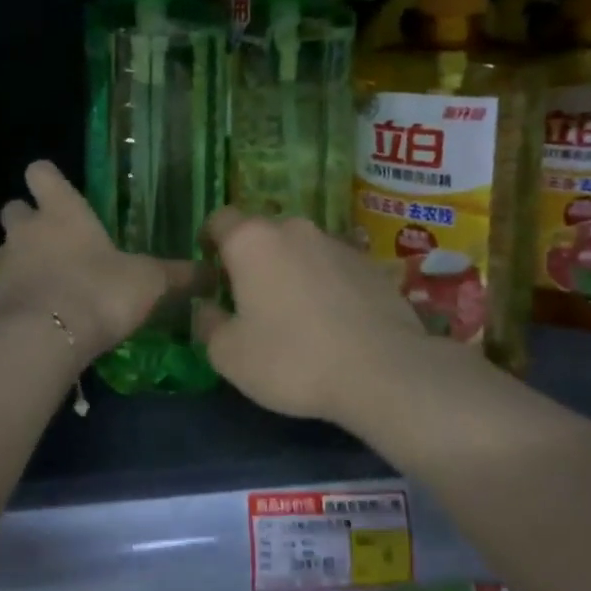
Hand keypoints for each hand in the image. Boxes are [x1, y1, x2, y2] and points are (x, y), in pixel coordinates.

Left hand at [0, 161, 194, 364]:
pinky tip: (25, 325)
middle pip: (13, 209)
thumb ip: (176, 275)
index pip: (42, 173)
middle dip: (27, 221)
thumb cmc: (99, 293)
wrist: (42, 341)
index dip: (47, 179)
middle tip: (52, 244)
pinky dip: (4, 305)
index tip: (55, 190)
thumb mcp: (148, 283)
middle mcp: (24, 232)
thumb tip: (212, 271)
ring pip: (1, 254)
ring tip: (43, 291)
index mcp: (63, 213)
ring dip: (17, 265)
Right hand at [197, 210, 429, 426]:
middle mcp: (294, 229)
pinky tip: (332, 321)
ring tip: (295, 313)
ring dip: (290, 270)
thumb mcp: (230, 355)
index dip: (210, 240)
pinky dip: (325, 284)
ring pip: (300, 249)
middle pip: (262, 234)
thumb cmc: (293, 359)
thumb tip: (205, 308)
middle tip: (250, 298)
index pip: (220, 219)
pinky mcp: (370, 264)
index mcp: (251, 241)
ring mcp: (336, 242)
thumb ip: (207, 324)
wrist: (384, 371)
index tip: (210, 268)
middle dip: (252, 259)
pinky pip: (333, 267)